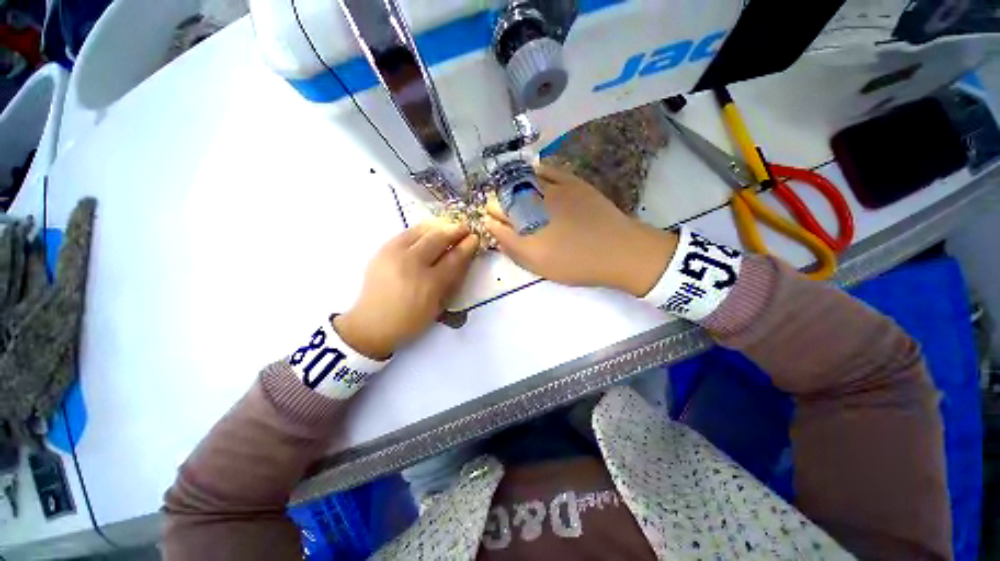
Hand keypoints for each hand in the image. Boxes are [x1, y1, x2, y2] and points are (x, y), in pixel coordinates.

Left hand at [334, 220, 477, 359]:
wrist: (371, 323)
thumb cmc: (410, 320)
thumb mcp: (437, 306)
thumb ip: (451, 281)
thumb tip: (462, 258)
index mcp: (429, 284)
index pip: (453, 258)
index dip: (466, 246)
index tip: (475, 238)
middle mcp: (412, 264)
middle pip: (438, 239)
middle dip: (455, 231)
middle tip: (465, 228)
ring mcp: (394, 254)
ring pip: (422, 231)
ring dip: (439, 226)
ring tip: (450, 226)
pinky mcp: (382, 250)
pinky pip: (407, 232)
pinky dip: (422, 229)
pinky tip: (430, 230)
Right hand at [485, 164, 677, 296]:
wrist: (617, 250)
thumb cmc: (576, 264)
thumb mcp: (539, 266)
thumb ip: (512, 248)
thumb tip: (493, 229)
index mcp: (523, 229)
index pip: (493, 217)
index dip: (491, 220)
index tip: (497, 226)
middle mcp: (531, 205)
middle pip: (501, 197)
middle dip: (498, 206)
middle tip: (509, 216)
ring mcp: (551, 189)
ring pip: (518, 181)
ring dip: (513, 189)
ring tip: (521, 199)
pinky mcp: (569, 181)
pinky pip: (544, 169)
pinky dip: (534, 174)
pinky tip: (536, 181)